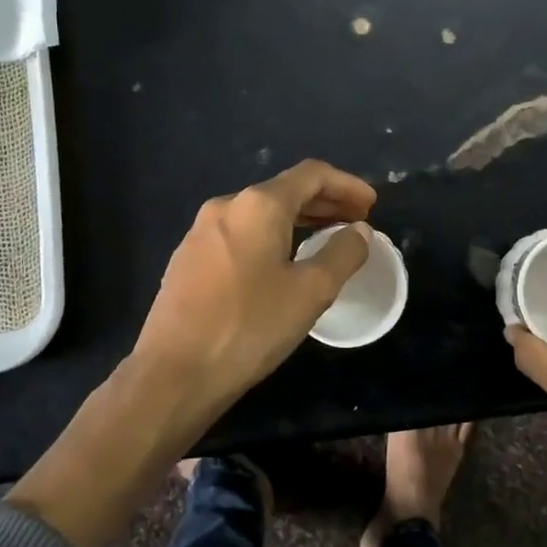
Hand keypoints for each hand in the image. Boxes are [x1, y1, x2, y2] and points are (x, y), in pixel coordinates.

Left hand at [132, 158, 376, 417]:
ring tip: (326, 240)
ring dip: (298, 221)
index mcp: (258, 205)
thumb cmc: (250, 326)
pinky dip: (271, 238)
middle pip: (285, 191)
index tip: (372, 205)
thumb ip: (343, 254)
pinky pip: (240, 235)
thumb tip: (359, 231)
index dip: (347, 185)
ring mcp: (201, 232)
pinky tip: (282, 263)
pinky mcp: (188, 259)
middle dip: (325, 202)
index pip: (311, 175)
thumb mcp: (311, 292)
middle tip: (357, 223)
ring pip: (260, 214)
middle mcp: (226, 206)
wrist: (174, 372)